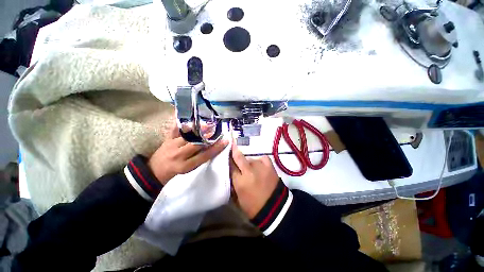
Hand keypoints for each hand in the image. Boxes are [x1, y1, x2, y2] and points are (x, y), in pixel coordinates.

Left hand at [148, 125, 228, 184]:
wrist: (157, 169)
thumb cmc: (177, 169)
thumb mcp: (190, 168)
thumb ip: (201, 158)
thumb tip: (214, 146)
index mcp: (186, 165)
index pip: (204, 156)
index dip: (216, 148)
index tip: (225, 141)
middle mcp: (179, 155)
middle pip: (196, 145)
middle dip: (208, 137)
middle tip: (217, 130)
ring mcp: (172, 145)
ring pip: (187, 136)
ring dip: (199, 129)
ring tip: (208, 124)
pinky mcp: (167, 138)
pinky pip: (174, 128)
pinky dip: (179, 120)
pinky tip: (185, 112)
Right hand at [230, 141, 279, 218]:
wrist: (275, 208)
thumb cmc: (253, 207)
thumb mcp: (237, 198)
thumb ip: (233, 184)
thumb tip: (231, 173)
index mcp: (239, 181)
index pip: (230, 166)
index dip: (228, 161)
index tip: (227, 157)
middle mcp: (248, 171)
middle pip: (238, 157)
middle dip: (234, 151)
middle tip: (232, 146)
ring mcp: (260, 167)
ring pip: (250, 159)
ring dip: (248, 162)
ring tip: (251, 168)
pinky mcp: (269, 166)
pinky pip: (262, 158)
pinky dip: (259, 161)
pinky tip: (260, 165)